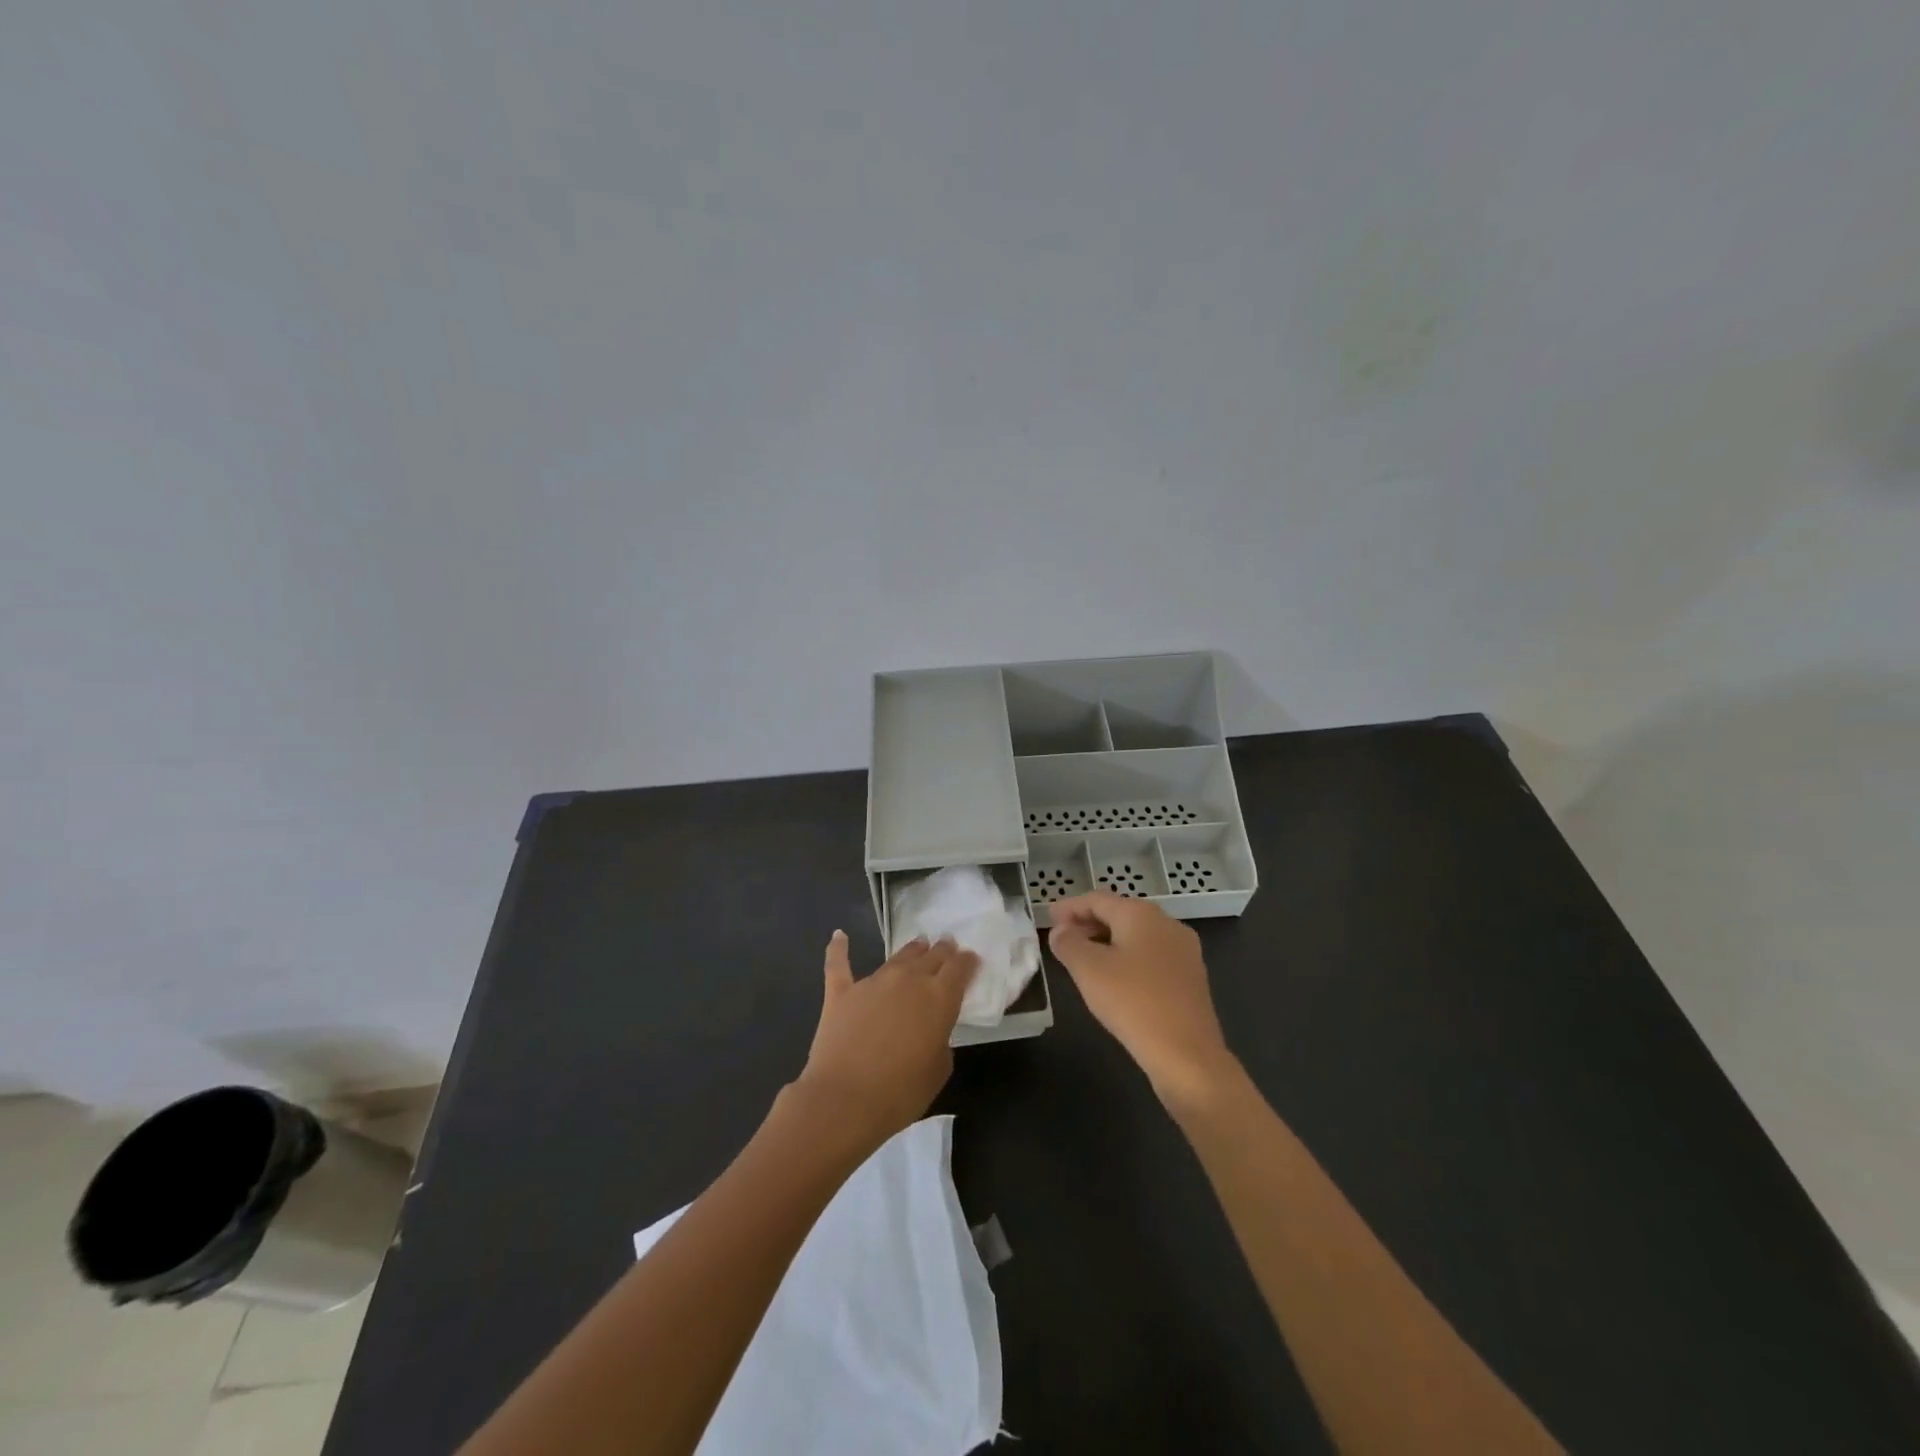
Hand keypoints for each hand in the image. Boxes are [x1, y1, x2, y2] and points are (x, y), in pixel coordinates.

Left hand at [795, 931, 977, 1150]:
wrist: (845, 1100)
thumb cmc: (901, 1092)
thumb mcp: (939, 1069)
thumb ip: (940, 1039)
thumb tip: (930, 1029)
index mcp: (939, 997)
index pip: (959, 967)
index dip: (967, 961)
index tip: (971, 959)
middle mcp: (909, 979)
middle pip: (931, 955)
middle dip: (943, 950)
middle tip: (947, 946)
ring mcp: (873, 982)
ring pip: (898, 957)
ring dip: (912, 950)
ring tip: (919, 944)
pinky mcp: (841, 992)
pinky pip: (839, 963)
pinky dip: (839, 948)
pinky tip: (839, 936)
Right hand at [1048, 892, 1238, 1109]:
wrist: (1187, 1054)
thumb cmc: (1132, 1002)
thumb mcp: (1088, 970)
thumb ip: (1068, 943)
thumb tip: (1061, 931)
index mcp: (1141, 914)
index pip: (1097, 900)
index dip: (1069, 907)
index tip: (1048, 918)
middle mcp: (1167, 924)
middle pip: (1120, 914)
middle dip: (1088, 923)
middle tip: (1062, 937)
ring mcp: (1184, 951)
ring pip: (1136, 936)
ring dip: (1107, 941)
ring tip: (1083, 958)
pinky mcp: (1191, 977)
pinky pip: (1151, 956)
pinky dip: (1127, 958)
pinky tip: (1114, 979)